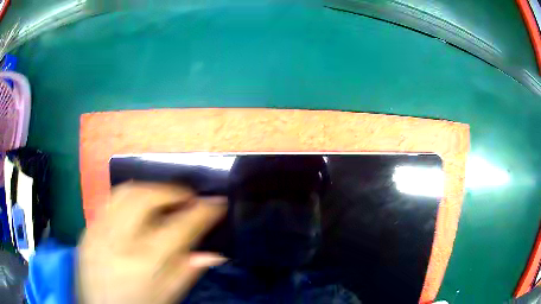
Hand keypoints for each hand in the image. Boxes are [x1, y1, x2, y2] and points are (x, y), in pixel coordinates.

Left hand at [78, 182, 227, 303]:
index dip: (202, 212)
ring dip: (149, 188)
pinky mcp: (87, 229)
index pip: (179, 228)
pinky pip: (109, 201)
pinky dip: (129, 197)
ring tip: (164, 197)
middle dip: (172, 191)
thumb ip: (186, 272)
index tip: (217, 203)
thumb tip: (213, 253)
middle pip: (146, 197)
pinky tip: (138, 207)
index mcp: (143, 263)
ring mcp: (97, 231)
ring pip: (124, 192)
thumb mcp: (166, 298)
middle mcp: (117, 241)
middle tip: (188, 197)